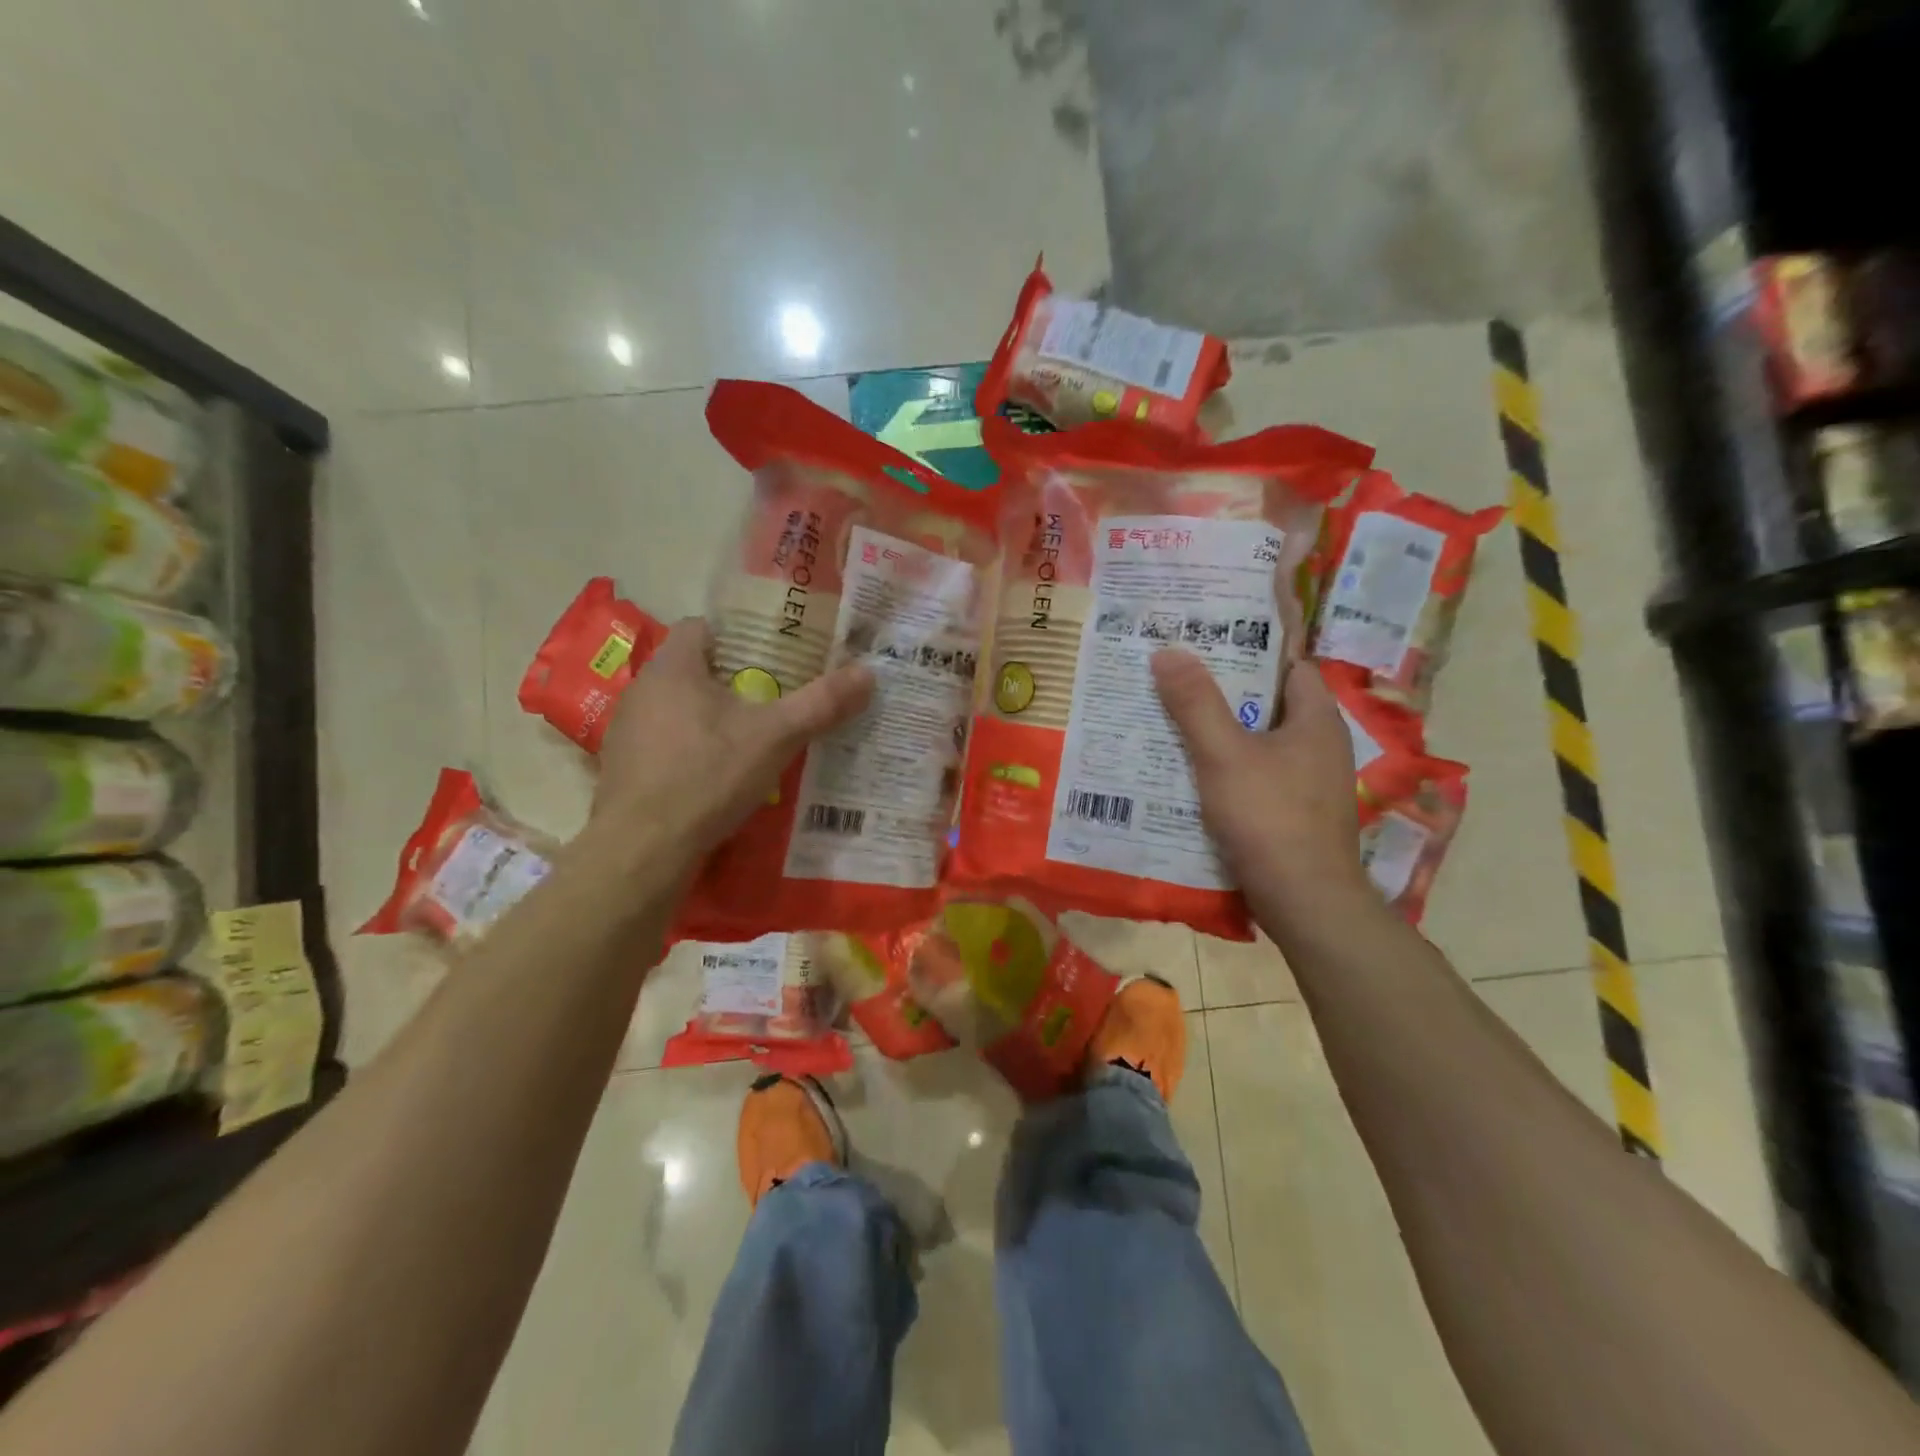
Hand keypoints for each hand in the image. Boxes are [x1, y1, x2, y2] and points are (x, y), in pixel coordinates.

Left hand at [593, 617, 873, 858]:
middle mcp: (642, 689)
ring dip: (712, 716)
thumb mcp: (776, 737)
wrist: (642, 848)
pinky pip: (665, 742)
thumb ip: (821, 703)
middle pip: (694, 668)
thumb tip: (868, 673)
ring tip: (752, 737)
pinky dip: (692, 748)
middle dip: (734, 679)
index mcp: (673, 667)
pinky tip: (717, 775)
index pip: (702, 626)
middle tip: (775, 696)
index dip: (739, 635)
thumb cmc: (707, 775)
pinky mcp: (623, 767)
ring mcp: (627, 730)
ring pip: (679, 707)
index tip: (774, 655)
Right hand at [1152, 649, 1369, 920]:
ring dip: (1224, 731)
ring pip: (1261, 741)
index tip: (1209, 638)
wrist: (1305, 901)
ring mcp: (1311, 782)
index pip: (1289, 664)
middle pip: (1270, 702)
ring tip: (1174, 719)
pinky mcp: (1296, 813)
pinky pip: (1258, 774)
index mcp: (1317, 719)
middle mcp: (1321, 745)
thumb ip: (1196, 703)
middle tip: (1178, 676)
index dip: (1252, 647)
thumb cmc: (1270, 817)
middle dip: (1227, 690)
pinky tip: (1192, 773)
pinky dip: (1228, 767)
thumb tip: (1168, 650)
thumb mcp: (1224, 754)